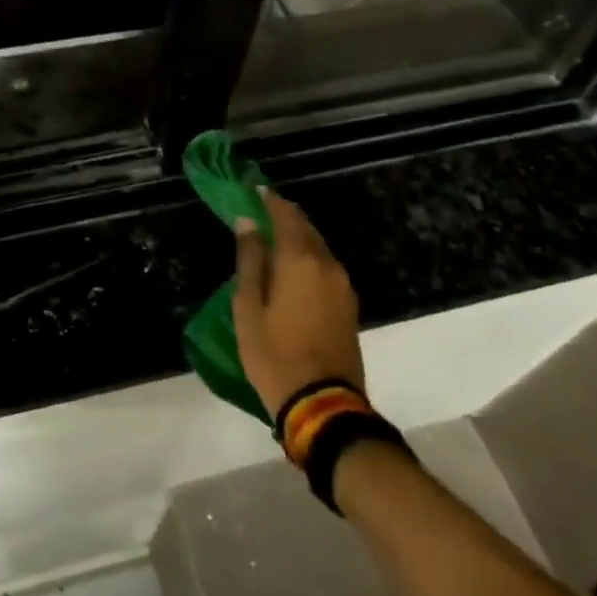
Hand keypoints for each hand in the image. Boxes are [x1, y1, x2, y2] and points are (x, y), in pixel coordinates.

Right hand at [231, 189, 364, 417]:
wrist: (323, 406)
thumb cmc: (274, 354)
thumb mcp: (249, 306)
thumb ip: (249, 260)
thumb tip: (248, 222)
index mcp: (300, 260)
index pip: (285, 214)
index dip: (267, 199)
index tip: (251, 189)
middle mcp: (327, 264)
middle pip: (305, 227)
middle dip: (282, 215)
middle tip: (258, 211)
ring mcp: (342, 285)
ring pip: (317, 247)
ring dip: (295, 237)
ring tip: (270, 239)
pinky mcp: (348, 305)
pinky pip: (324, 267)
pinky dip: (306, 257)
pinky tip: (289, 268)